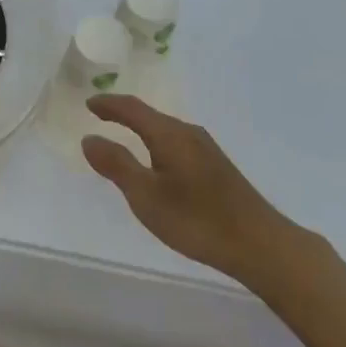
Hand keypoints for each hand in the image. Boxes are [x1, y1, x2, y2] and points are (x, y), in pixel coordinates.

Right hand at [82, 96, 294, 281]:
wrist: (257, 242)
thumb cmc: (196, 220)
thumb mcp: (146, 196)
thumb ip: (117, 165)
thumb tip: (89, 138)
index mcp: (170, 134)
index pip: (133, 109)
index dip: (109, 105)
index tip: (88, 103)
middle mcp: (189, 133)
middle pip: (150, 115)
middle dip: (124, 113)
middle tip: (100, 114)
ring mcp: (205, 148)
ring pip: (165, 129)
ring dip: (141, 128)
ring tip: (123, 135)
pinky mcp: (215, 165)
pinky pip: (176, 142)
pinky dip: (156, 142)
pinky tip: (156, 161)